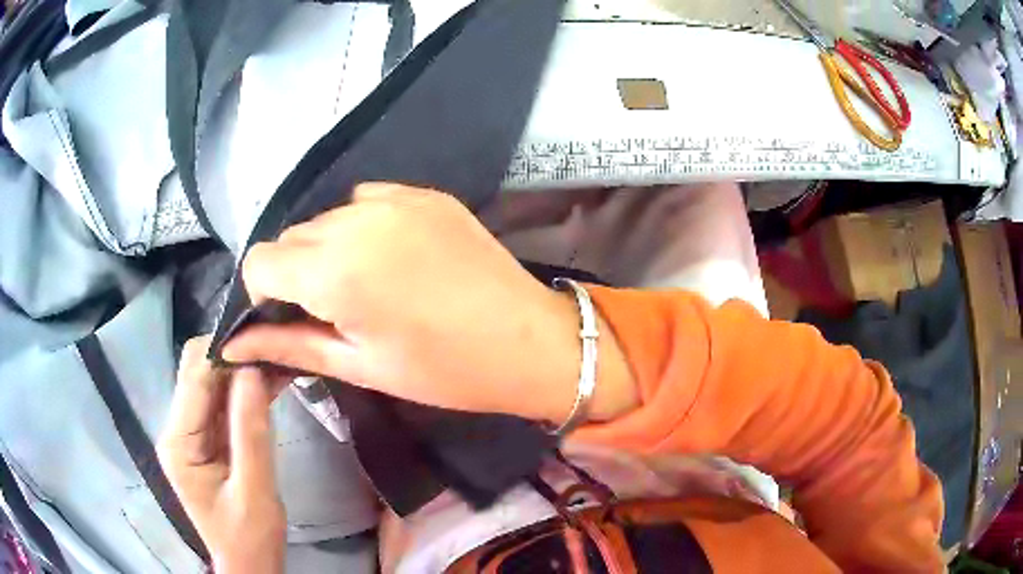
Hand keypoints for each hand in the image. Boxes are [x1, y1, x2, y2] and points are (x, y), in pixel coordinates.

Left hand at [158, 337, 286, 573]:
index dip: (226, 352)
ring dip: (244, 369)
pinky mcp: (207, 437)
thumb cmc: (250, 538)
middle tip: (276, 348)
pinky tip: (274, 380)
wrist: (249, 566)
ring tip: (280, 358)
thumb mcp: (255, 492)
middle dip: (235, 355)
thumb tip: (254, 371)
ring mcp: (191, 431)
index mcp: (179, 442)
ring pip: (213, 381)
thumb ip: (251, 433)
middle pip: (198, 371)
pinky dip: (247, 389)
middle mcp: (177, 428)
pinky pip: (224, 400)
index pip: (195, 377)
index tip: (265, 338)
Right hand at [222, 183, 636, 425]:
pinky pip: (367, 201)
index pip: (259, 261)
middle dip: (296, 273)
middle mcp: (356, 219)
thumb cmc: (444, 370)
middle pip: (291, 237)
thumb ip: (289, 346)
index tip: (292, 318)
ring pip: (327, 218)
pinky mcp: (424, 193)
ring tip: (368, 286)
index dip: (264, 294)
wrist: (530, 341)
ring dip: (329, 249)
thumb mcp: (360, 365)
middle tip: (334, 310)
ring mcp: (395, 198)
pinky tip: (393, 258)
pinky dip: (363, 227)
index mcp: (335, 270)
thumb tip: (233, 346)